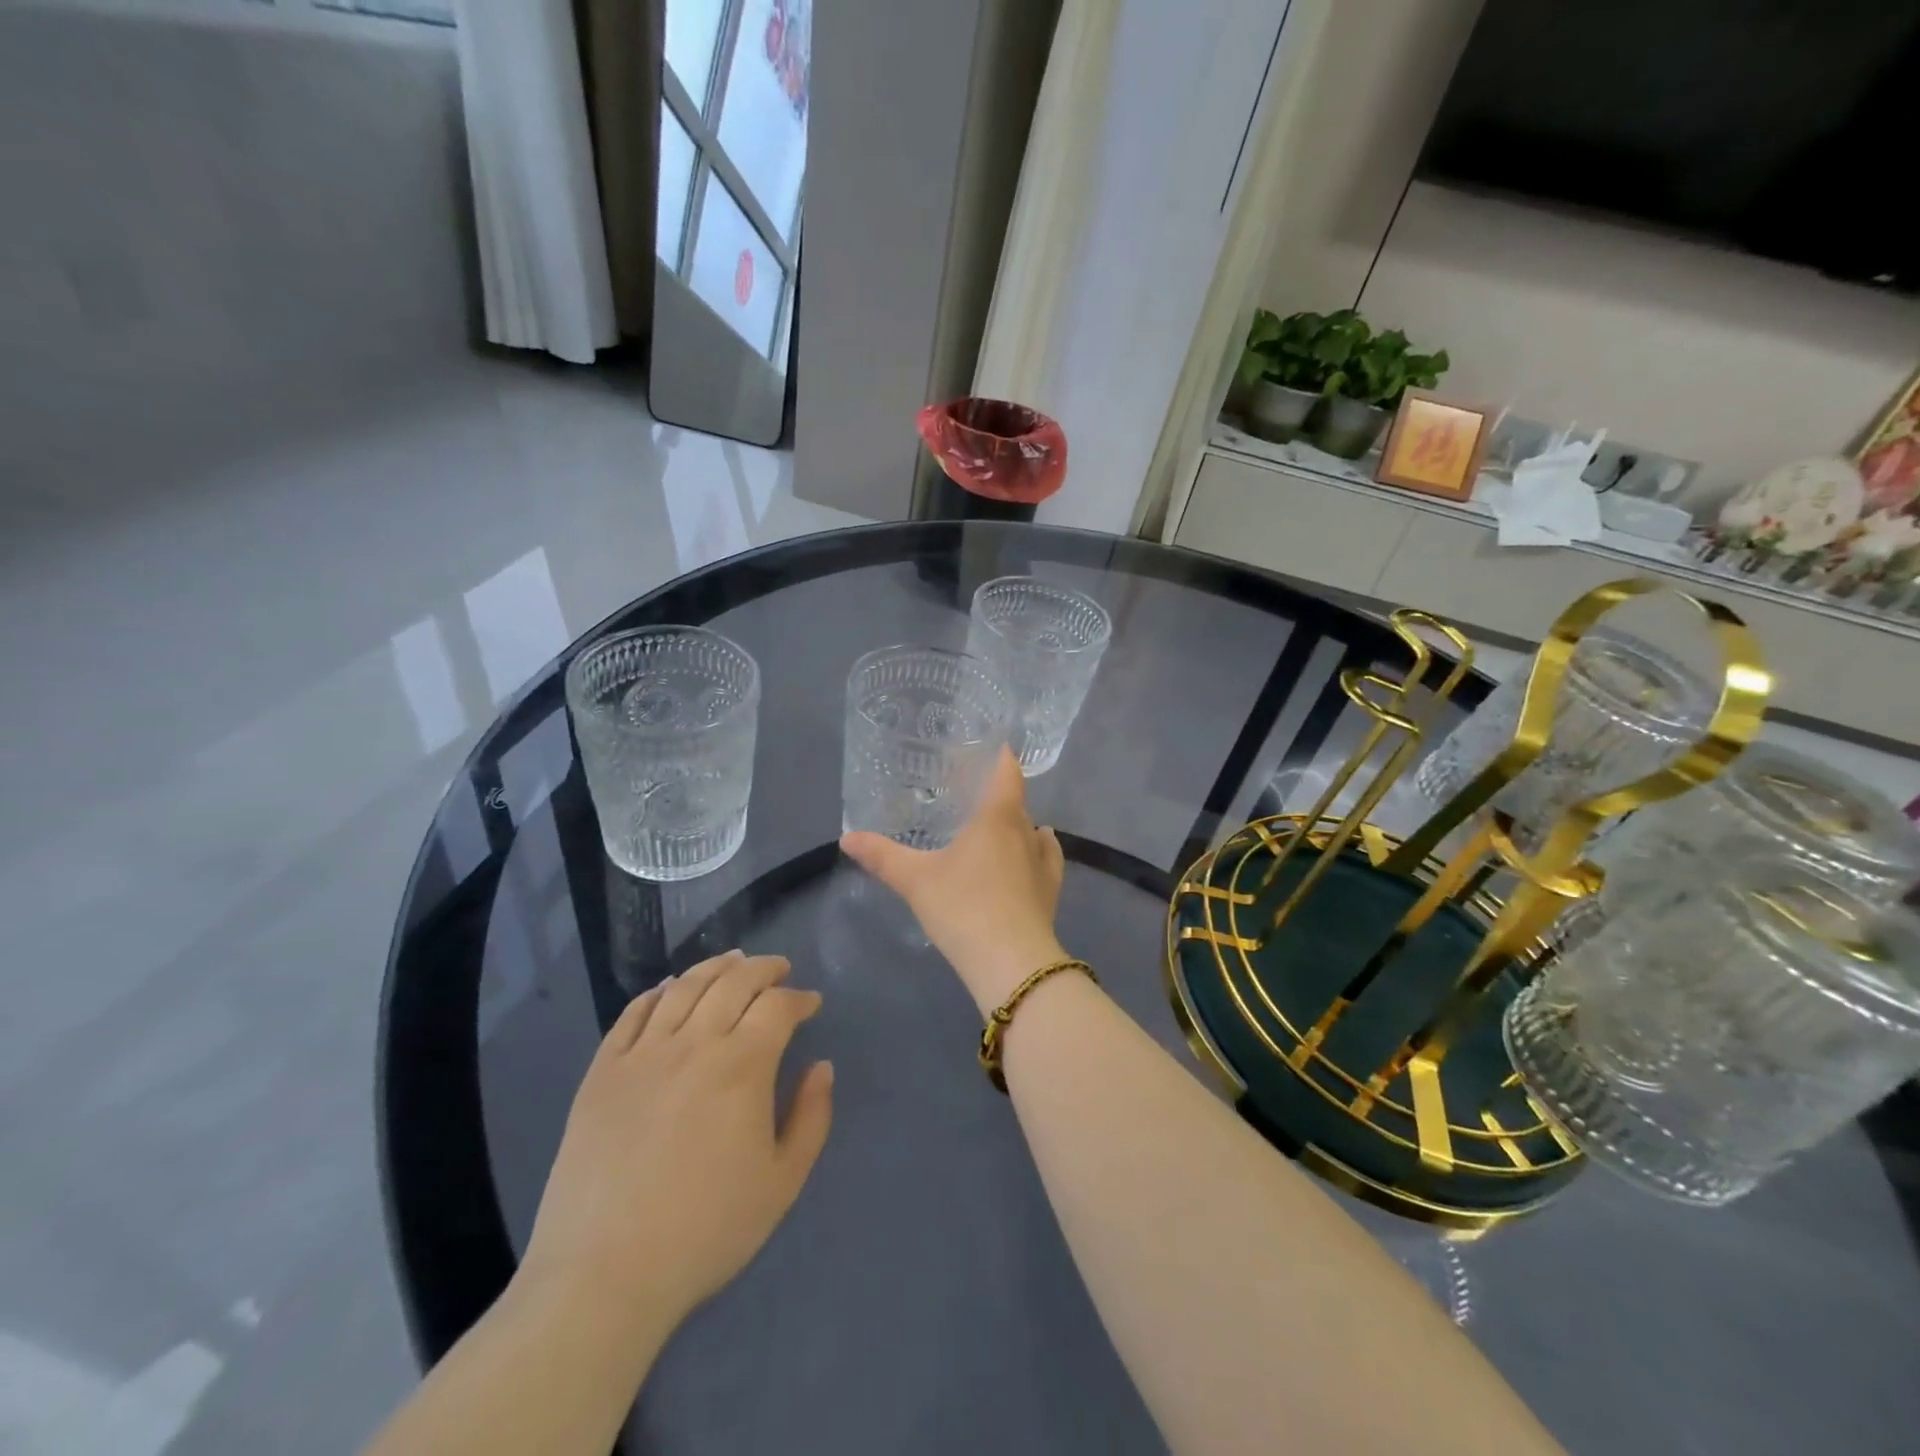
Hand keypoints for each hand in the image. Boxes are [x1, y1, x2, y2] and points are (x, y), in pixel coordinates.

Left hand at [517, 951, 833, 1340]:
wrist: (603, 1276)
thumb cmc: (705, 1231)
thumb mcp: (782, 1183)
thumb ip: (811, 1117)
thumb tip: (821, 1067)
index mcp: (742, 1066)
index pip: (777, 1006)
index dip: (799, 998)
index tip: (810, 1004)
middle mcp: (694, 1044)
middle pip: (734, 982)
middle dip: (764, 968)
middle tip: (779, 970)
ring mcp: (642, 1054)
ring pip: (684, 987)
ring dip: (715, 967)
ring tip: (733, 962)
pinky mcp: (602, 1072)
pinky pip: (633, 1014)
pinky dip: (657, 992)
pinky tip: (669, 989)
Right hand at [840, 747, 1068, 1013]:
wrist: (1011, 963)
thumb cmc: (963, 907)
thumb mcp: (915, 880)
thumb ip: (882, 856)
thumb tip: (846, 837)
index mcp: (997, 818)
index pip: (1006, 773)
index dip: (1000, 757)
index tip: (990, 747)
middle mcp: (1026, 832)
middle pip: (1016, 803)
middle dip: (998, 794)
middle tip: (972, 794)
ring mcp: (1043, 863)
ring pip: (1031, 831)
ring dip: (1017, 824)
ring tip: (995, 826)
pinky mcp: (1050, 891)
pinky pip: (1047, 858)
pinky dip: (1039, 850)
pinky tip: (1035, 852)